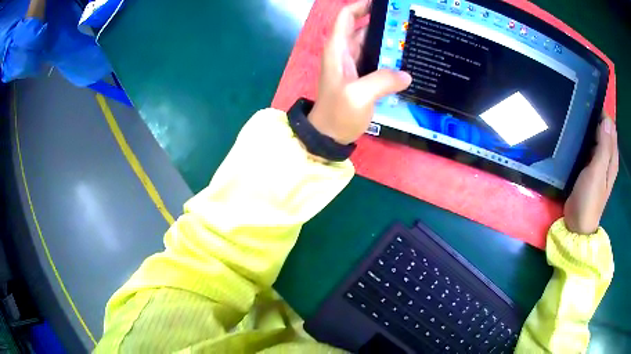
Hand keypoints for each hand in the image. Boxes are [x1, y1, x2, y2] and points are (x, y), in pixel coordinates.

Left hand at [308, 0, 411, 144]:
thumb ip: (382, 81)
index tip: (384, 4)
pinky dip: (389, 58)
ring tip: (412, 38)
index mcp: (338, 49)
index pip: (347, 16)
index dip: (362, 5)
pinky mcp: (362, 78)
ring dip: (388, 41)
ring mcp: (353, 65)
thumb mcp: (358, 96)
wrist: (328, 136)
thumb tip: (406, 75)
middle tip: (407, 22)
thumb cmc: (337, 113)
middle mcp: (345, 52)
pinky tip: (406, 61)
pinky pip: (377, 61)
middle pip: (363, 28)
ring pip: (372, 45)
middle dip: (383, 23)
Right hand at [564, 115, 618, 234]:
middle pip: (604, 131)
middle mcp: (608, 158)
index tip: (588, 107)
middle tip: (580, 113)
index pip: (610, 128)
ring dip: (589, 129)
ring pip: (596, 138)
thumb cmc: (589, 199)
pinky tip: (577, 137)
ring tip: (577, 121)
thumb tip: (607, 121)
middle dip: (595, 119)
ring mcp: (599, 164)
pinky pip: (590, 147)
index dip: (602, 115)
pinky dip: (585, 140)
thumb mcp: (597, 172)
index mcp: (612, 158)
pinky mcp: (590, 168)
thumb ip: (604, 147)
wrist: (577, 224)